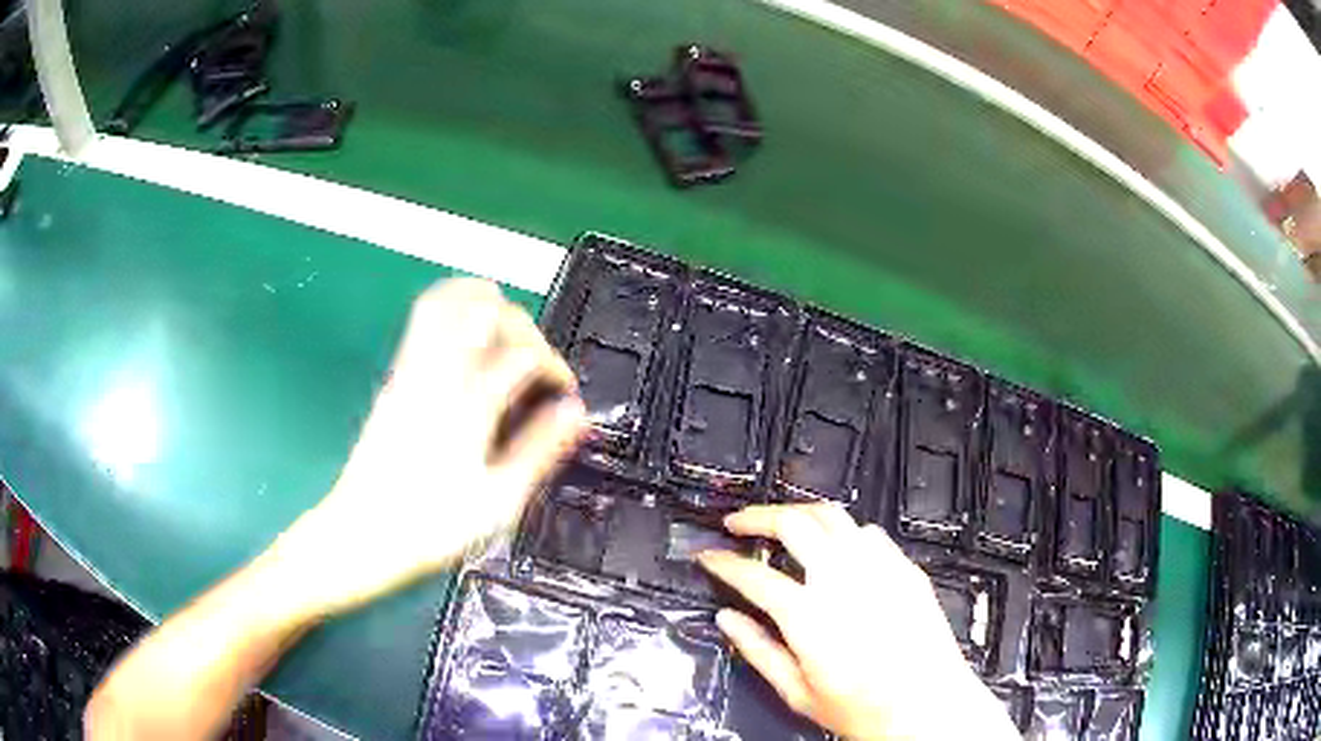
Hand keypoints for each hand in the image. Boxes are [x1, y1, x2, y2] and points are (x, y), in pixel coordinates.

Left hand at [271, 279, 586, 616]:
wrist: (362, 534)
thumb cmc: (431, 525)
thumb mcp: (499, 500)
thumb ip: (539, 450)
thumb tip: (574, 412)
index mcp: (467, 406)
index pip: (522, 354)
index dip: (554, 365)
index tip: (564, 392)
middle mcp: (437, 376)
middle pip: (484, 310)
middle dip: (523, 326)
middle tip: (535, 361)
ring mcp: (411, 371)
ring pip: (446, 301)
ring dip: (483, 301)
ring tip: (506, 326)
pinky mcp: (396, 377)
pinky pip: (423, 318)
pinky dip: (452, 307)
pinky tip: (466, 335)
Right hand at [698, 504, 1017, 740]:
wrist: (927, 708)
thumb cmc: (864, 709)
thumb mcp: (798, 692)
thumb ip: (758, 651)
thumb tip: (729, 621)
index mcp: (810, 616)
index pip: (752, 575)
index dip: (722, 561)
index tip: (708, 556)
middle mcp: (844, 582)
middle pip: (794, 522)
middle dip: (758, 516)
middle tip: (738, 523)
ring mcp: (880, 570)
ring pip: (833, 515)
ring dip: (800, 514)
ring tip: (782, 525)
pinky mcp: (905, 569)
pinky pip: (869, 533)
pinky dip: (843, 532)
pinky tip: (836, 549)